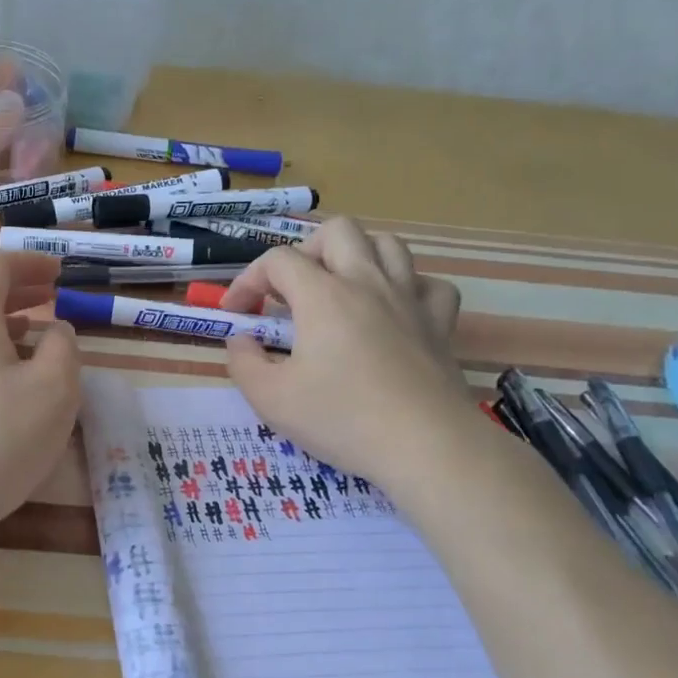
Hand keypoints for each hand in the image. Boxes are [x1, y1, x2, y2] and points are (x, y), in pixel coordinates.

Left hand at [0, 252, 80, 542]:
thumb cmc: (0, 438)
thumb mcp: (55, 389)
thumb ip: (63, 348)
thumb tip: (55, 331)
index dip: (28, 262)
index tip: (58, 273)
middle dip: (18, 292)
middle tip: (53, 298)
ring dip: (5, 327)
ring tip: (37, 341)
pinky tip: (9, 389)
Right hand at [223, 220, 475, 492]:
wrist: (424, 446)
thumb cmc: (341, 419)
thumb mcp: (269, 398)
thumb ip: (243, 362)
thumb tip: (242, 340)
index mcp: (323, 296)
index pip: (278, 261)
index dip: (248, 280)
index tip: (237, 314)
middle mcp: (367, 283)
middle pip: (337, 231)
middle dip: (304, 251)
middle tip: (291, 290)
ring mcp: (409, 300)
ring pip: (388, 245)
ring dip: (356, 256)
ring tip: (338, 288)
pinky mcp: (440, 324)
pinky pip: (429, 284)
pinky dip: (407, 287)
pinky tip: (394, 310)